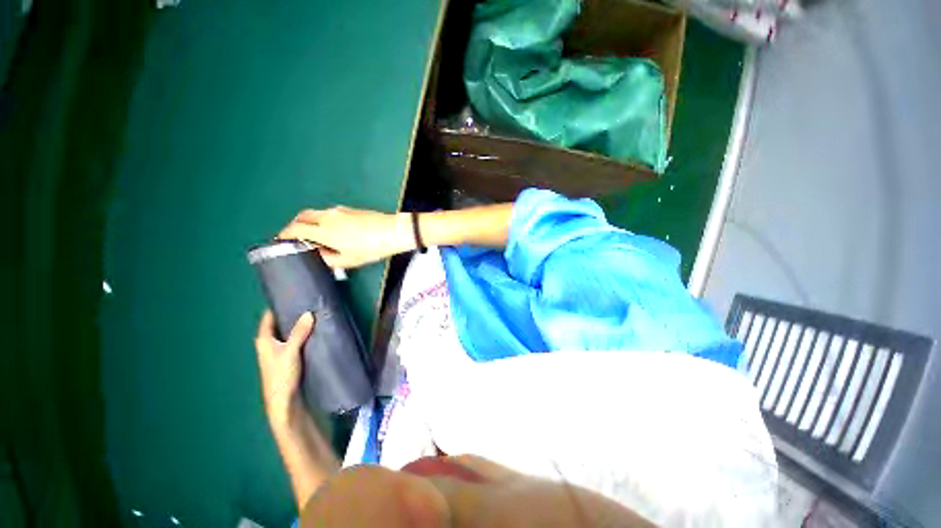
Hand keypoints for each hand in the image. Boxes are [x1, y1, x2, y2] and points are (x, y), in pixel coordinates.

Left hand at [255, 310, 313, 430]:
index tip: (292, 295)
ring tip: (313, 314)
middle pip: (279, 324)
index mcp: (264, 340)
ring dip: (298, 325)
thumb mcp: (290, 352)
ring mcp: (278, 352)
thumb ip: (299, 333)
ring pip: (287, 333)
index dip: (277, 305)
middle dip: (290, 314)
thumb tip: (308, 313)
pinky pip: (295, 340)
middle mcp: (269, 344)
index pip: (268, 317)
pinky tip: (314, 332)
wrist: (284, 402)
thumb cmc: (281, 376)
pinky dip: (302, 334)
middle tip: (307, 302)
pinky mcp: (288, 359)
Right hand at [278, 207, 413, 268]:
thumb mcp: (350, 260)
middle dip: (295, 224)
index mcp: (325, 230)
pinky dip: (325, 219)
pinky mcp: (351, 209)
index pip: (296, 229)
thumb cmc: (371, 248)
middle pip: (303, 216)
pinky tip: (335, 230)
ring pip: (317, 213)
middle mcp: (329, 217)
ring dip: (311, 221)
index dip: (285, 234)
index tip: (281, 239)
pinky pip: (331, 213)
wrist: (393, 231)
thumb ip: (330, 259)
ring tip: (317, 234)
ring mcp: (340, 211)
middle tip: (296, 236)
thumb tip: (320, 256)